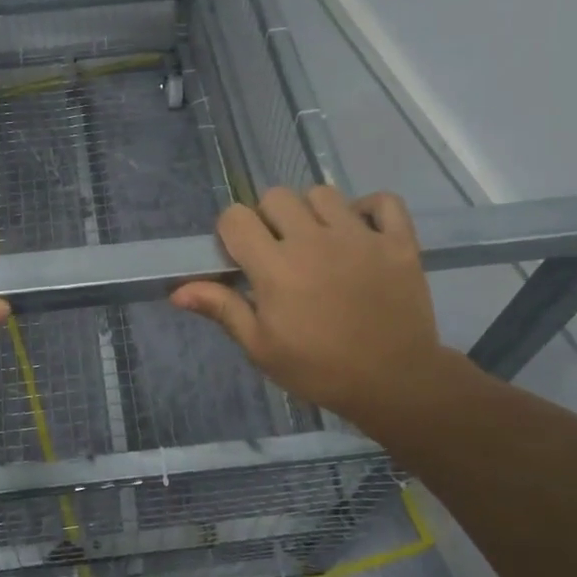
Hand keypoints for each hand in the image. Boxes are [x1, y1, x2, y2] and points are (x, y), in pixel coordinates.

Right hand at [171, 185, 470, 431]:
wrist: (394, 383)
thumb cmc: (319, 369)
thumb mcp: (261, 347)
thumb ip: (223, 309)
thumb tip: (177, 291)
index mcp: (276, 267)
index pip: (236, 217)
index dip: (231, 232)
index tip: (241, 256)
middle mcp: (314, 240)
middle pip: (276, 196)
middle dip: (268, 218)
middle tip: (279, 250)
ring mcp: (360, 237)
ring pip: (323, 193)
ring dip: (313, 212)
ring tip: (319, 242)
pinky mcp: (398, 241)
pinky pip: (383, 201)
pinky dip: (370, 209)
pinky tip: (361, 232)